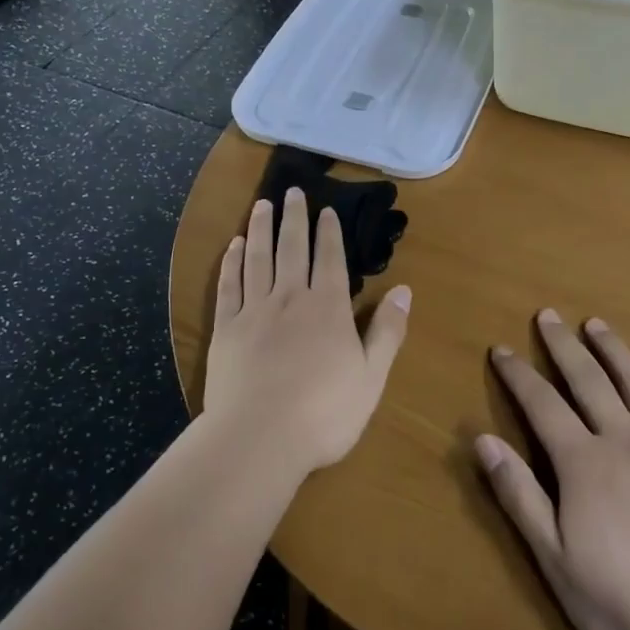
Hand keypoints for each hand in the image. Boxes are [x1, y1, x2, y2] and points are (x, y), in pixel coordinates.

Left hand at [203, 188, 411, 476]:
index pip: (330, 258)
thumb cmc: (324, 413)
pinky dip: (231, 262)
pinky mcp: (225, 329)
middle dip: (294, 218)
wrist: (259, 438)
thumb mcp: (371, 377)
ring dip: (261, 228)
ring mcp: (254, 311)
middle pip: (292, 248)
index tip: (326, 209)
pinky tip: (234, 245)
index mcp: (327, 308)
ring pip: (258, 258)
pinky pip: (228, 285)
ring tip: (262, 204)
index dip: (329, 232)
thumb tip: (403, 289)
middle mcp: (290, 298)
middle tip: (292, 191)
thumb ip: (387, 331)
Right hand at [477, 311, 629, 629]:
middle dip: (564, 345)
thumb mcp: (554, 558)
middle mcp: (625, 441)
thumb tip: (482, 440)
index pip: (542, 404)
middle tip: (548, 315)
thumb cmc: (621, 604)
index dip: (518, 374)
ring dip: (615, 351)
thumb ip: (519, 495)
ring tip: (598, 325)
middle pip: (590, 380)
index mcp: (584, 462)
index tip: (502, 348)